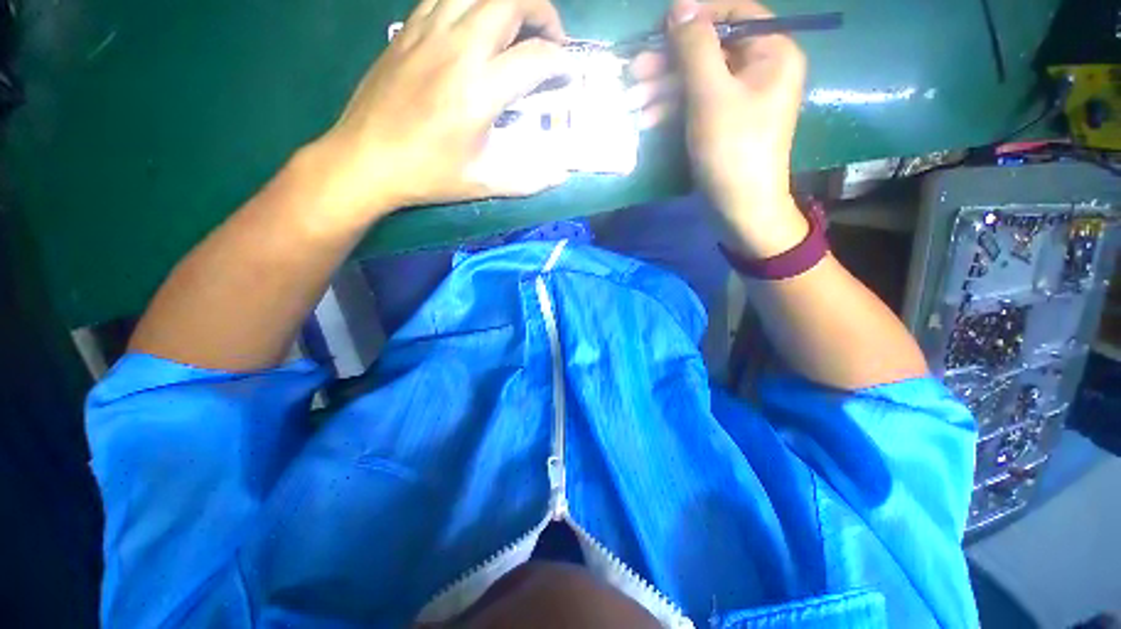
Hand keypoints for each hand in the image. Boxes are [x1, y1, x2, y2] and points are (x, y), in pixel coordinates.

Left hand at [316, 0, 572, 220]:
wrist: (365, 160)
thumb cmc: (428, 175)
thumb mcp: (483, 184)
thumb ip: (529, 180)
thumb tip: (562, 174)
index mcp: (479, 91)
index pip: (536, 58)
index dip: (562, 63)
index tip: (567, 76)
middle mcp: (458, 49)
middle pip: (510, 0)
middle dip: (543, 12)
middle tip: (549, 40)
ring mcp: (428, 33)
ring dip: (507, 2)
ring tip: (517, 27)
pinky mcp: (408, 31)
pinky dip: (471, 1)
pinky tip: (476, 24)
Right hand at [631, 0, 808, 257]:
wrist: (739, 207)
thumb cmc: (731, 149)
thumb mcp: (711, 94)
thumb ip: (695, 47)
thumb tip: (679, 6)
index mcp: (772, 51)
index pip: (733, 13)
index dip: (695, 17)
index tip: (659, 29)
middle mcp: (759, 68)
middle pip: (709, 51)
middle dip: (668, 63)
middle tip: (633, 72)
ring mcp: (740, 98)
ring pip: (697, 80)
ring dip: (662, 90)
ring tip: (631, 102)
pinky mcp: (723, 123)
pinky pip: (696, 105)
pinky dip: (671, 110)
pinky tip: (646, 120)